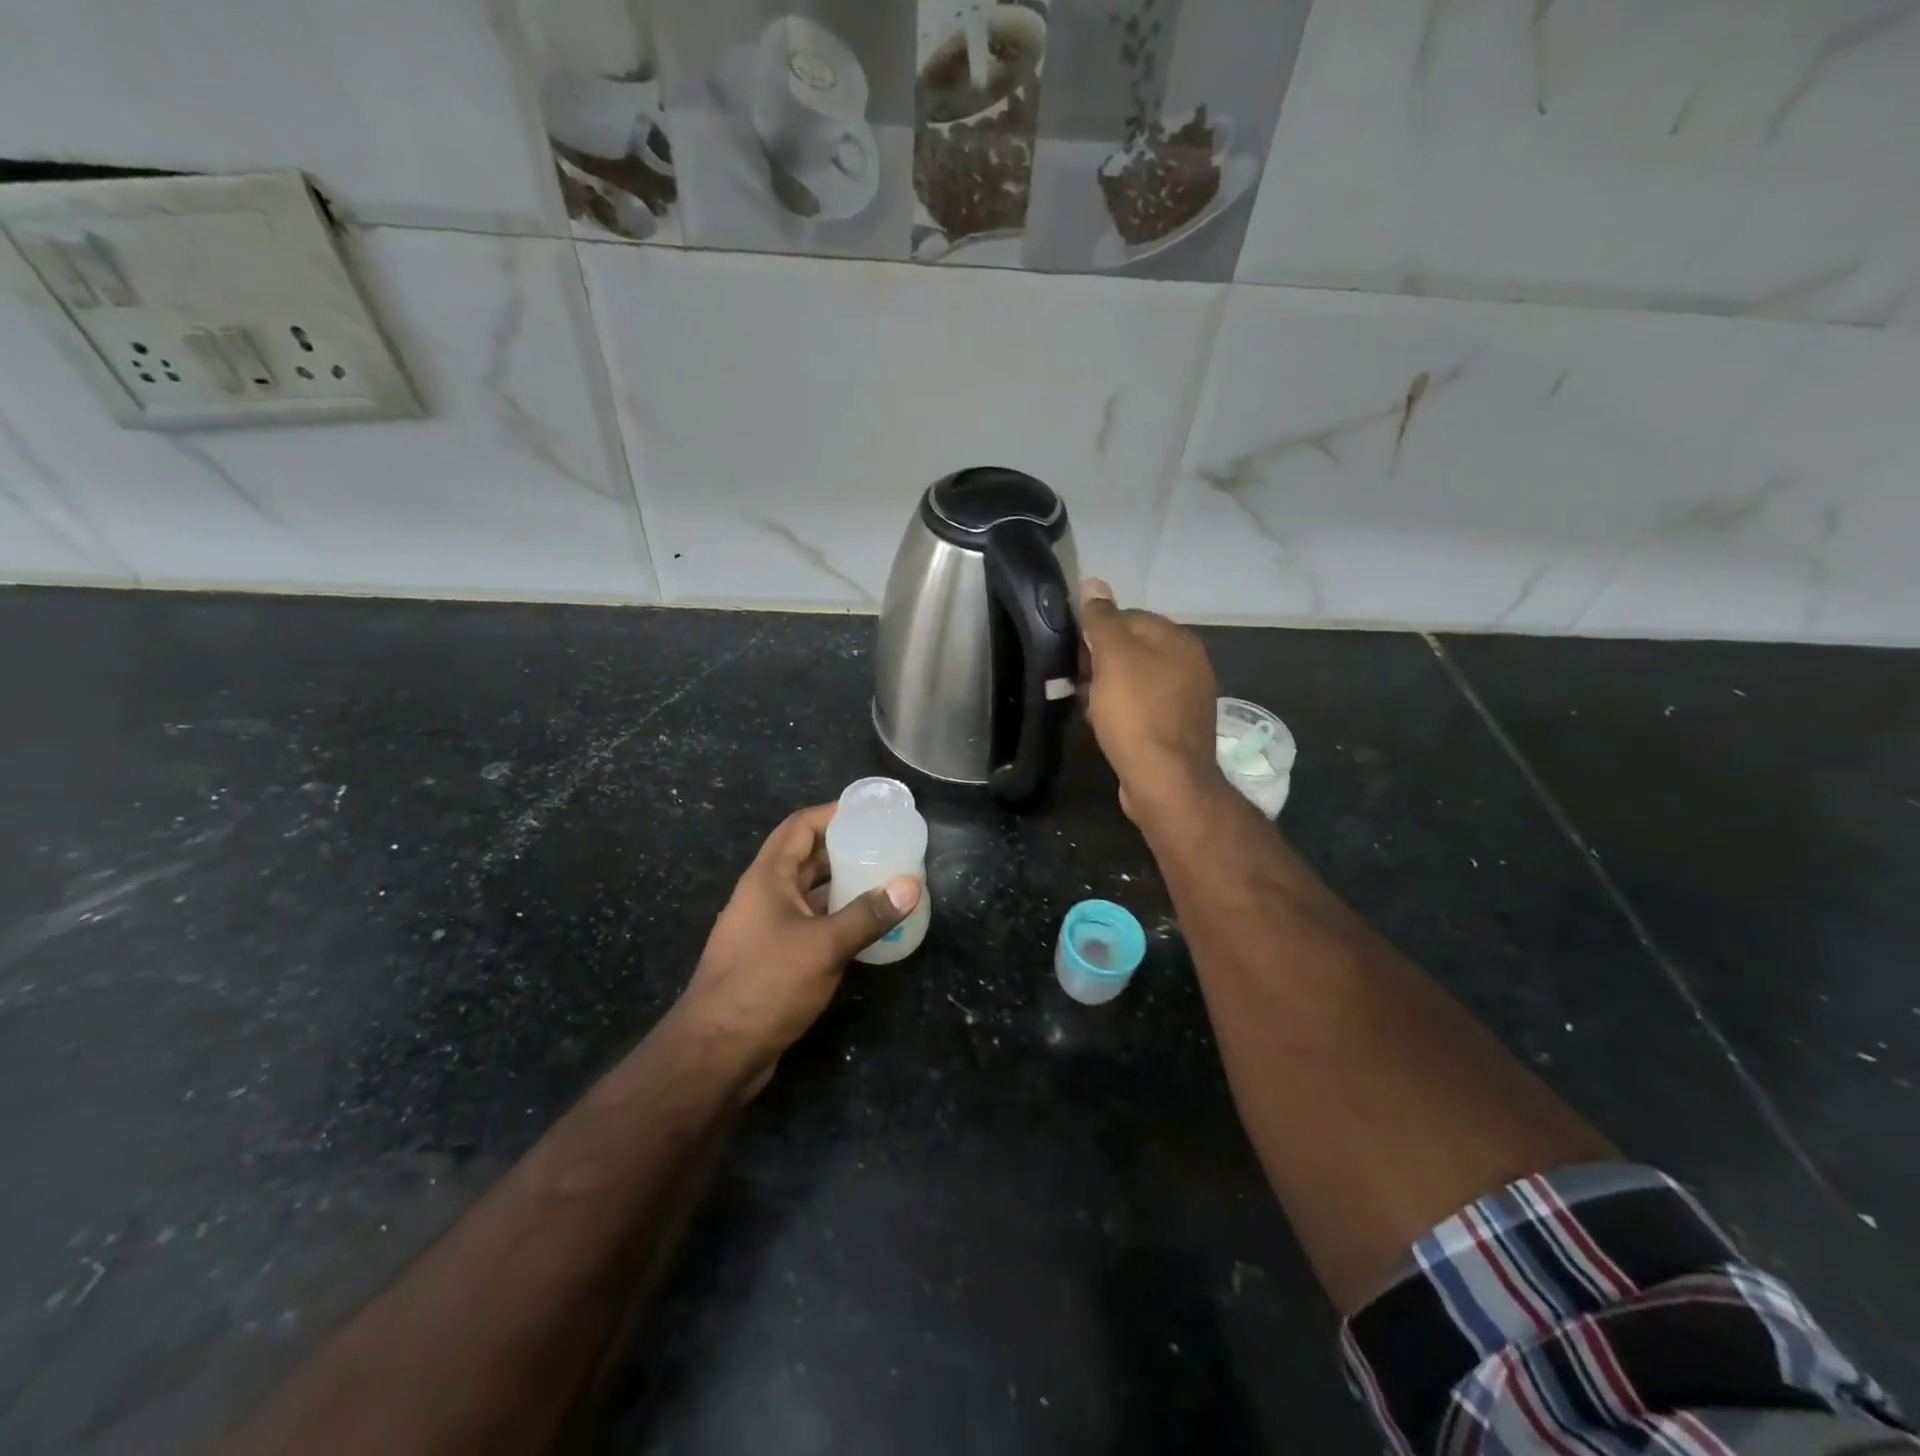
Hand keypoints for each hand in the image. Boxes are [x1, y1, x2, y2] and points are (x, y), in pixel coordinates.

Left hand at [678, 803, 920, 1093]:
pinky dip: (838, 919)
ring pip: (810, 894)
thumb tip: (911, 885)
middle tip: (888, 847)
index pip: (800, 827)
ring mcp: (768, 929)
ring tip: (886, 882)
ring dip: (843, 886)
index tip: (870, 813)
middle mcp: (765, 896)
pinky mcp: (775, 959)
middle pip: (807, 858)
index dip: (832, 813)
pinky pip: (812, 925)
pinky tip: (868, 928)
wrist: (716, 1053)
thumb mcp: (824, 946)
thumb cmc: (765, 985)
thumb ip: (868, 914)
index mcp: (767, 878)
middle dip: (845, 850)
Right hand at [1078, 578, 1220, 824]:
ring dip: (1107, 686)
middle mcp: (1189, 664)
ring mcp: (1186, 698)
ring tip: (1081, 700)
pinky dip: (1120, 710)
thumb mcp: (1113, 657)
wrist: (1165, 780)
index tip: (1071, 651)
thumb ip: (1102, 619)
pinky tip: (1102, 723)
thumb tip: (1093, 582)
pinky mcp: (1176, 729)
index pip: (1129, 616)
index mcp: (1177, 640)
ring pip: (1136, 680)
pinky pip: (1142, 708)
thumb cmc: (1136, 712)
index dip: (1096, 630)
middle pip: (1134, 649)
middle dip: (1100, 660)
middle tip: (1072, 677)